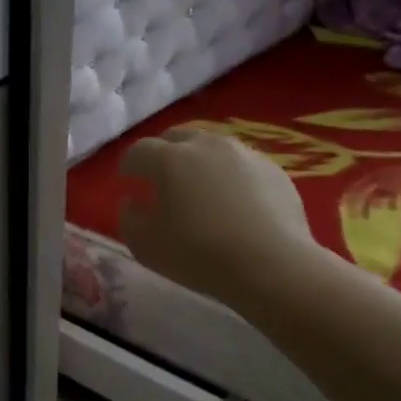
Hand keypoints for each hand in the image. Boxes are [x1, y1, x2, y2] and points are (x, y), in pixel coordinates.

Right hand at [117, 127, 319, 302]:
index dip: (128, 164)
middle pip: (178, 137)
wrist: (271, 264)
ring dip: (199, 161)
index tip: (126, 180)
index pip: (139, 150)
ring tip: (199, 187)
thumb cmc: (198, 254)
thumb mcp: (145, 245)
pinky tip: (233, 202)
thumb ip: (129, 218)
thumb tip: (132, 202)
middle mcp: (206, 145)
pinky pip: (242, 164)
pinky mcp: (274, 169)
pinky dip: (230, 175)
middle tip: (161, 177)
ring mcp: (244, 154)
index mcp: (169, 159)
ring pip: (213, 146)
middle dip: (164, 153)